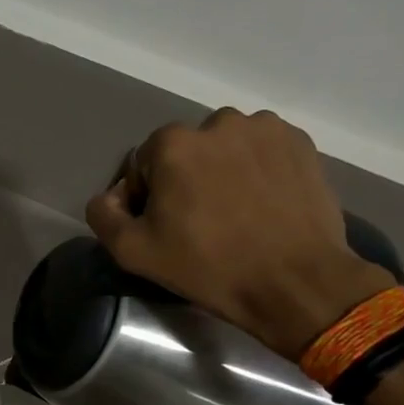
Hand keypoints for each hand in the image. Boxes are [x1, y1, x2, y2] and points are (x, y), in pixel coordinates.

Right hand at [85, 109, 395, 360]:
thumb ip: (103, 215)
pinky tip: (263, 205)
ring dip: (222, 171)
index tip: (164, 227)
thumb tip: (111, 196)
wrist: (294, 282)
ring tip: (235, 212)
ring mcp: (265, 129)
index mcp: (172, 143)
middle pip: (186, 152)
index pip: (143, 164)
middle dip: (186, 179)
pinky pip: (262, 151)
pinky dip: (257, 170)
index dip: (147, 197)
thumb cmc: (208, 267)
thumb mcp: (133, 252)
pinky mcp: (300, 143)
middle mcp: (218, 122)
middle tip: (200, 223)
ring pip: (226, 148)